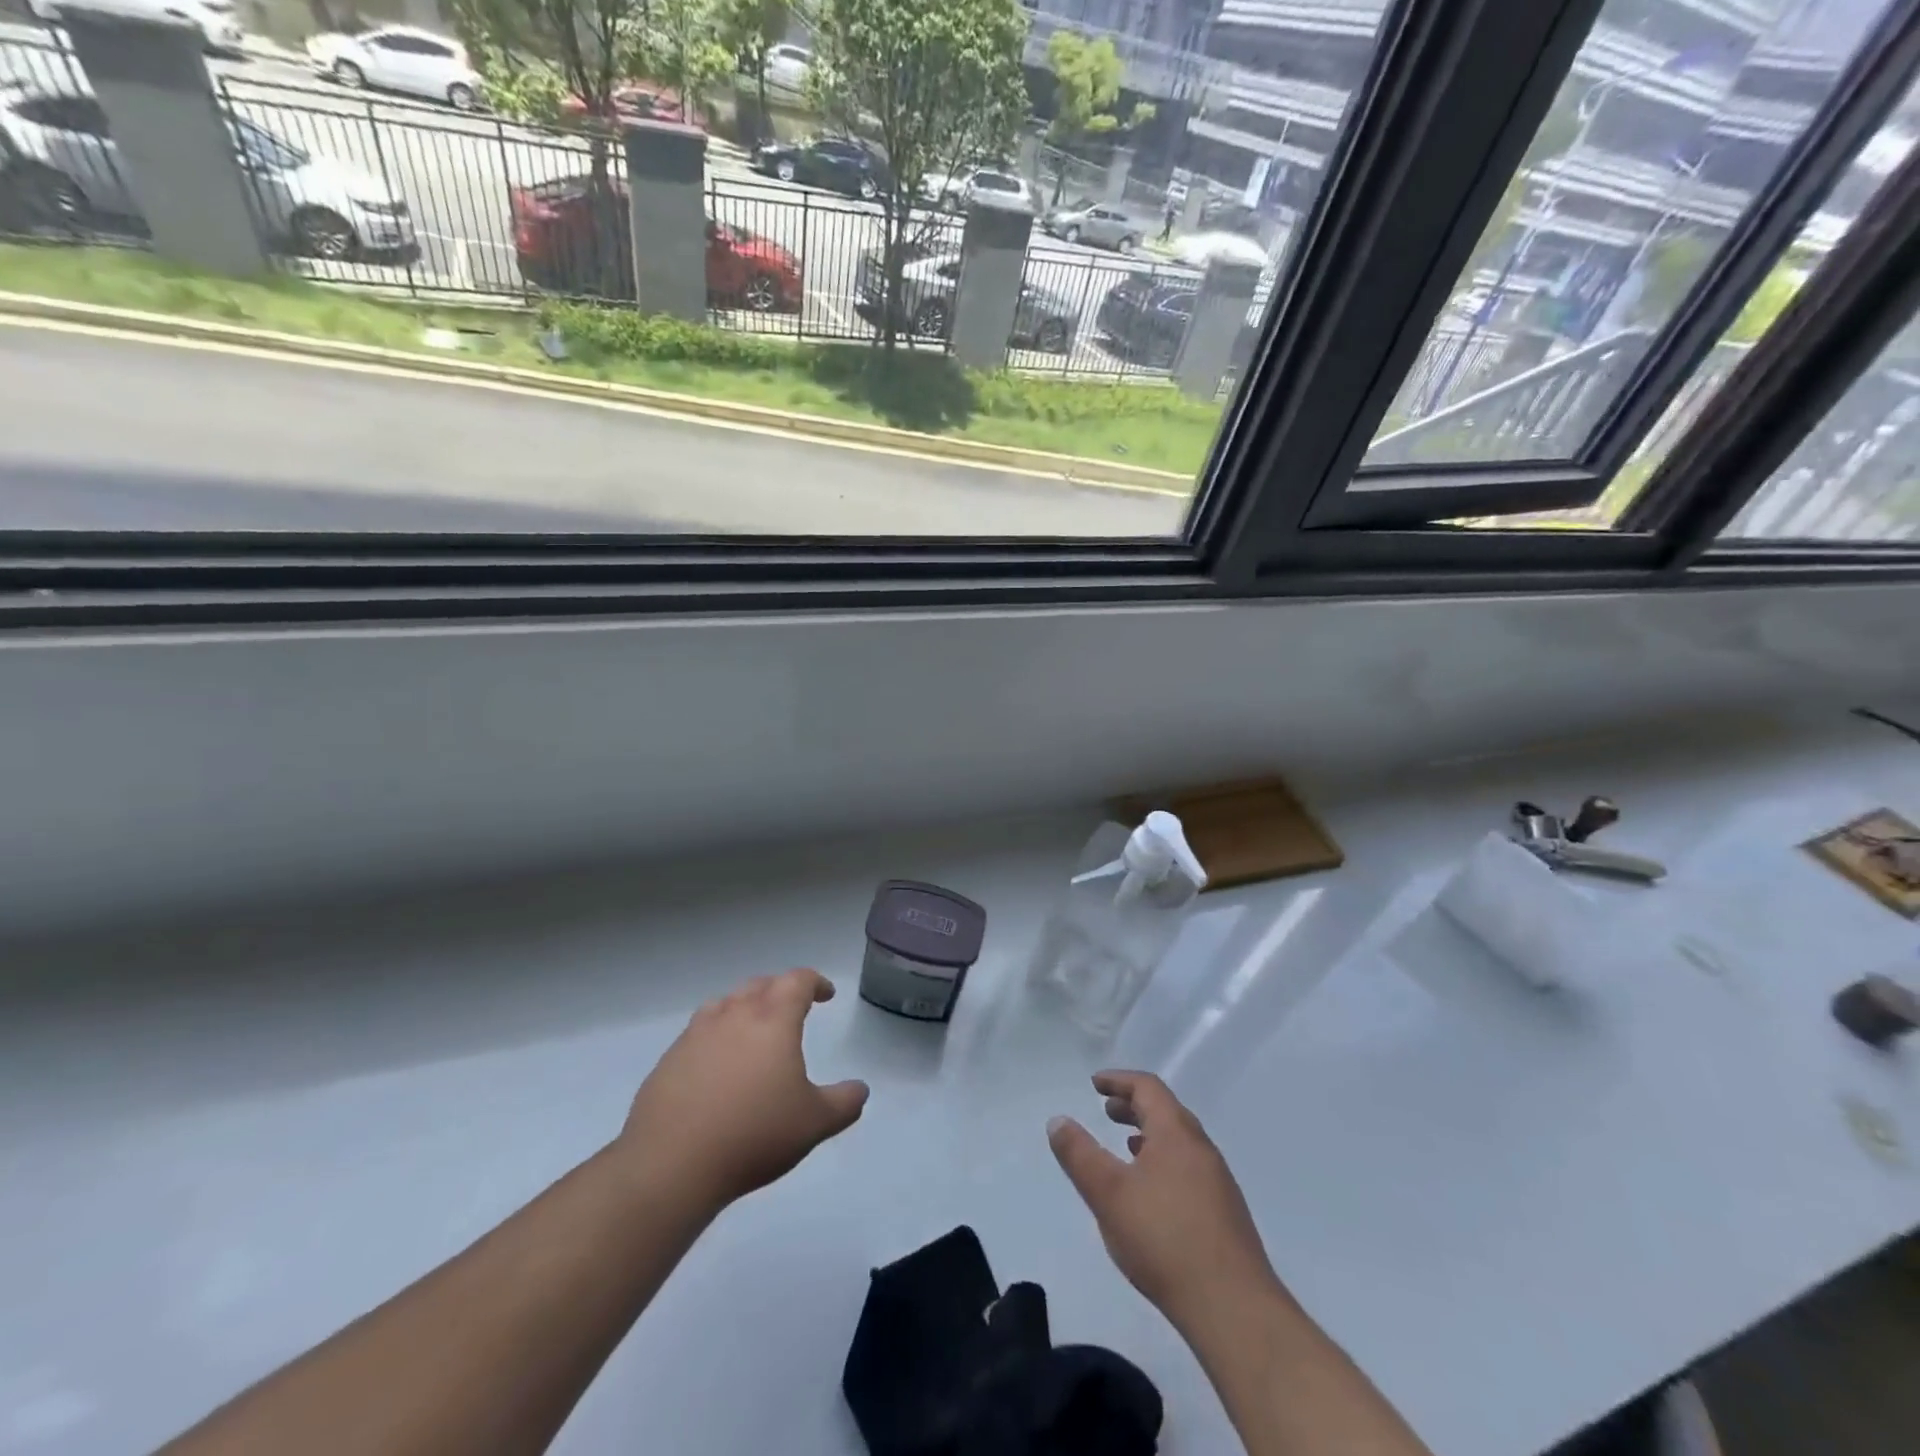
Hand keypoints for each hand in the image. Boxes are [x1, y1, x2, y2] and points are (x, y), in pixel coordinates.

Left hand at [617, 969, 868, 1212]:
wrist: (672, 1164)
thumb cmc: (754, 1134)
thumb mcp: (815, 1123)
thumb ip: (844, 1103)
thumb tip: (860, 1090)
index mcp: (773, 1020)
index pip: (797, 981)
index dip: (815, 982)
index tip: (826, 994)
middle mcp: (734, 1016)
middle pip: (760, 984)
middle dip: (780, 989)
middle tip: (793, 1006)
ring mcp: (696, 1035)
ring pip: (725, 1002)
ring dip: (745, 1005)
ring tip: (753, 1026)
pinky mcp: (669, 1059)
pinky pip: (698, 1031)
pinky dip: (715, 1033)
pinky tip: (717, 1063)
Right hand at [1048, 1071, 1279, 1333]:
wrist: (1234, 1309)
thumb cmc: (1164, 1239)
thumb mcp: (1108, 1193)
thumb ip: (1079, 1154)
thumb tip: (1058, 1120)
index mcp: (1177, 1133)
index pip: (1148, 1087)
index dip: (1119, 1080)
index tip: (1095, 1084)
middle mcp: (1202, 1148)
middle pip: (1166, 1111)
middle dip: (1133, 1106)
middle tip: (1107, 1111)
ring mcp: (1218, 1182)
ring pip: (1179, 1142)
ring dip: (1150, 1134)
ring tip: (1126, 1147)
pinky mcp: (1225, 1214)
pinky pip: (1189, 1168)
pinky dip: (1164, 1161)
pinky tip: (1153, 1193)